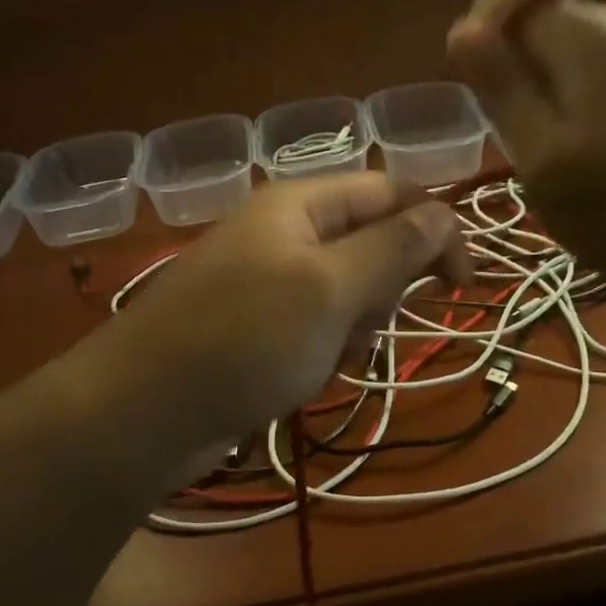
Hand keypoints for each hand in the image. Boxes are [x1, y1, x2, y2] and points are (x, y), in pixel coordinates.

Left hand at [100, 174, 469, 456]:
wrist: (143, 412)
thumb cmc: (244, 340)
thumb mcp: (330, 290)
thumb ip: (392, 248)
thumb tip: (444, 212)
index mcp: (301, 204)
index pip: (391, 193)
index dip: (436, 230)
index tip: (462, 288)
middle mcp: (285, 232)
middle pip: (370, 243)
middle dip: (383, 289)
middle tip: (363, 326)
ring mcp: (268, 280)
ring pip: (347, 292)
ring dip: (356, 326)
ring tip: (329, 357)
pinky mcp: (257, 325)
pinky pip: (316, 326)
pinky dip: (325, 350)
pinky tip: (307, 376)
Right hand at [447, 0, 605, 299]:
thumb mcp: (543, 158)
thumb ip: (501, 88)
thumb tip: (461, 28)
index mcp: (585, 37)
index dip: (479, 37)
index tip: (483, 96)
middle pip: (541, 16)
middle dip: (515, 64)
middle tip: (521, 134)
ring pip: (571, 44)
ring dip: (547, 83)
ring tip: (557, 145)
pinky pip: (604, 64)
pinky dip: (581, 93)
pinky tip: (596, 142)